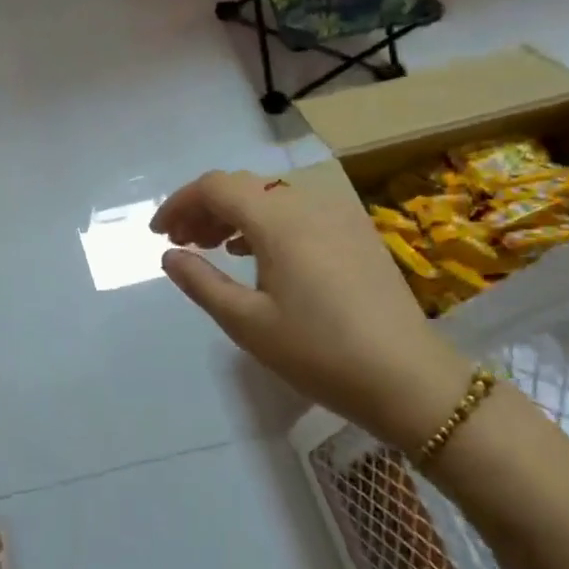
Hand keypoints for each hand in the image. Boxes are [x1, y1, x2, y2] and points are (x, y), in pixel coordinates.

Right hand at [152, 171, 468, 450]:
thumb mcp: (247, 322)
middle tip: (181, 243)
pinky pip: (298, 211)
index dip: (180, 203)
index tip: (158, 234)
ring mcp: (338, 217)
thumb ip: (201, 282)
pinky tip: (256, 254)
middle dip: (204, 208)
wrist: (410, 381)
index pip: (216, 187)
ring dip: (234, 214)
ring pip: (271, 197)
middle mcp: (309, 205)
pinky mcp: (356, 234)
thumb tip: (169, 256)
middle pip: (243, 187)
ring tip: (213, 247)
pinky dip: (266, 223)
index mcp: (279, 221)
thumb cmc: (319, 352)